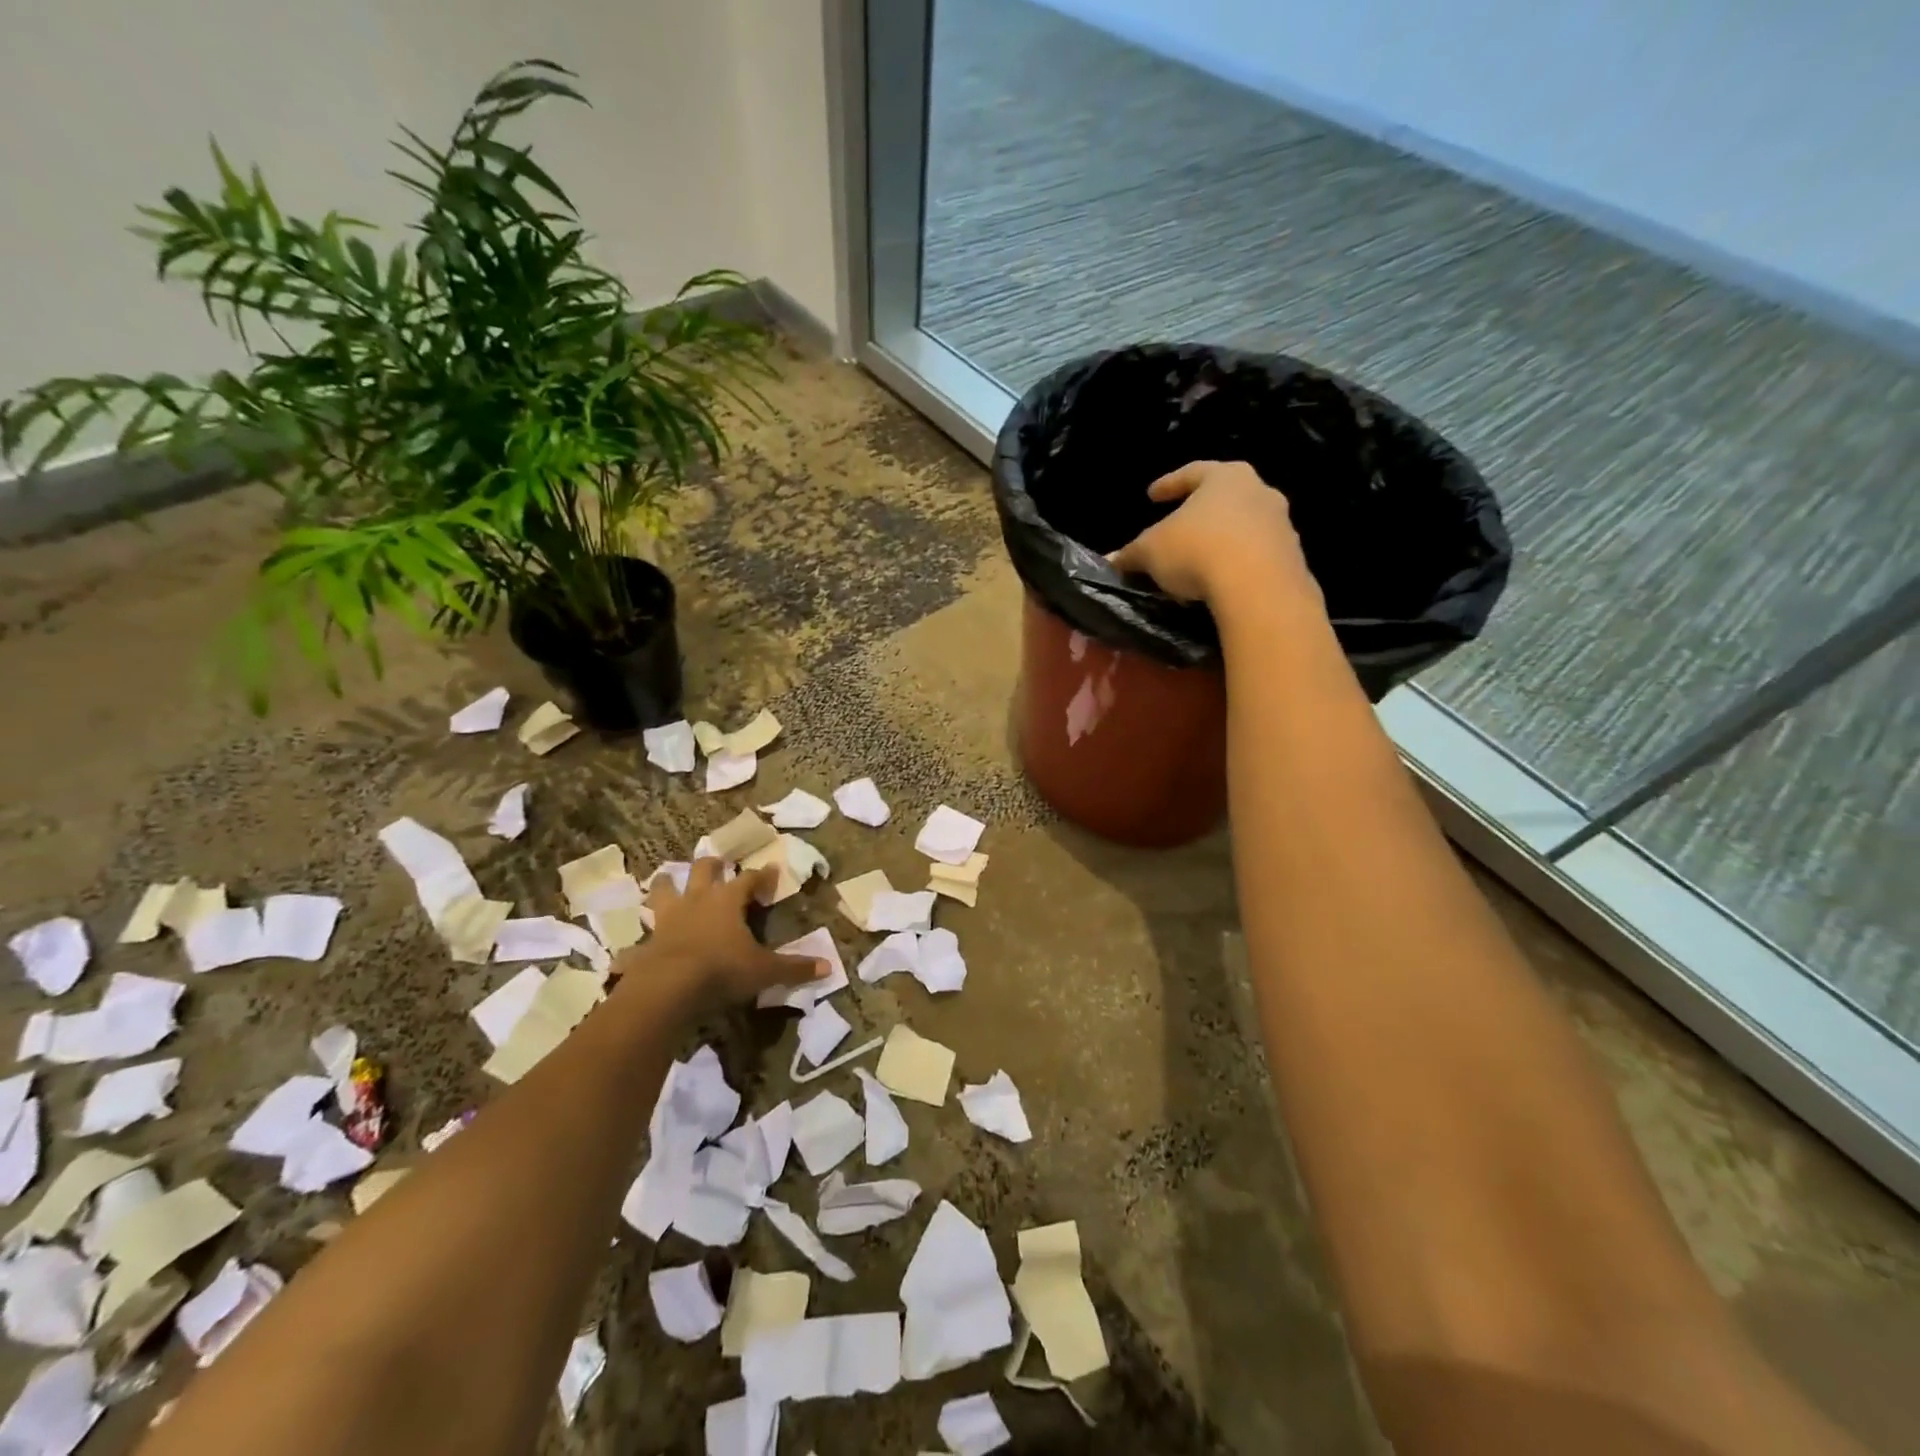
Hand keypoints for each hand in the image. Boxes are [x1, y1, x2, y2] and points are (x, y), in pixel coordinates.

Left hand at [625, 859, 826, 1006]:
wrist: (668, 988)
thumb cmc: (722, 969)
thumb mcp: (765, 970)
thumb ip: (795, 967)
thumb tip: (829, 967)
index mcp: (727, 900)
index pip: (749, 879)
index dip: (762, 875)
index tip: (772, 870)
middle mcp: (697, 901)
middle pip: (704, 870)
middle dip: (712, 865)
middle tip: (719, 863)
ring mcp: (667, 920)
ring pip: (664, 890)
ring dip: (666, 885)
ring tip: (667, 879)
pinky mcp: (646, 944)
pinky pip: (639, 942)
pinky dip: (636, 945)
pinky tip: (629, 952)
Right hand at [1108, 460, 1318, 608]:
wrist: (1259, 587)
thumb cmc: (1198, 550)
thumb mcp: (1151, 551)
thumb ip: (1131, 553)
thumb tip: (1112, 560)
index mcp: (1225, 477)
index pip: (1192, 473)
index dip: (1169, 484)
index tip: (1152, 495)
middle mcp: (1259, 492)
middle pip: (1224, 498)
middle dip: (1201, 513)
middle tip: (1180, 527)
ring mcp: (1281, 525)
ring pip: (1244, 527)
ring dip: (1221, 541)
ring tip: (1198, 563)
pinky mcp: (1291, 558)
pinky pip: (1256, 556)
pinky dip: (1237, 565)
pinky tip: (1219, 583)